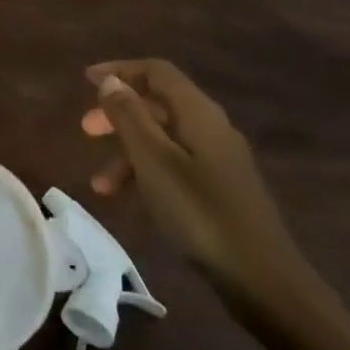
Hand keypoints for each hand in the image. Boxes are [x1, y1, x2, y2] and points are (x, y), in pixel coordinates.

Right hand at [81, 59, 311, 318]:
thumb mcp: (153, 161)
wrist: (263, 279)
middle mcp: (211, 127)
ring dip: (128, 151)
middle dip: (119, 113)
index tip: (87, 81)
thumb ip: (130, 116)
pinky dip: (147, 173)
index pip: (157, 72)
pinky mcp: (221, 189)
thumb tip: (112, 82)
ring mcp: (219, 159)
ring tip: (100, 183)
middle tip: (87, 131)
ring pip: (164, 138)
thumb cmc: (200, 213)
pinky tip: (131, 199)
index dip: (121, 70)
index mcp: (198, 113)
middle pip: (159, 104)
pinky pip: (175, 164)